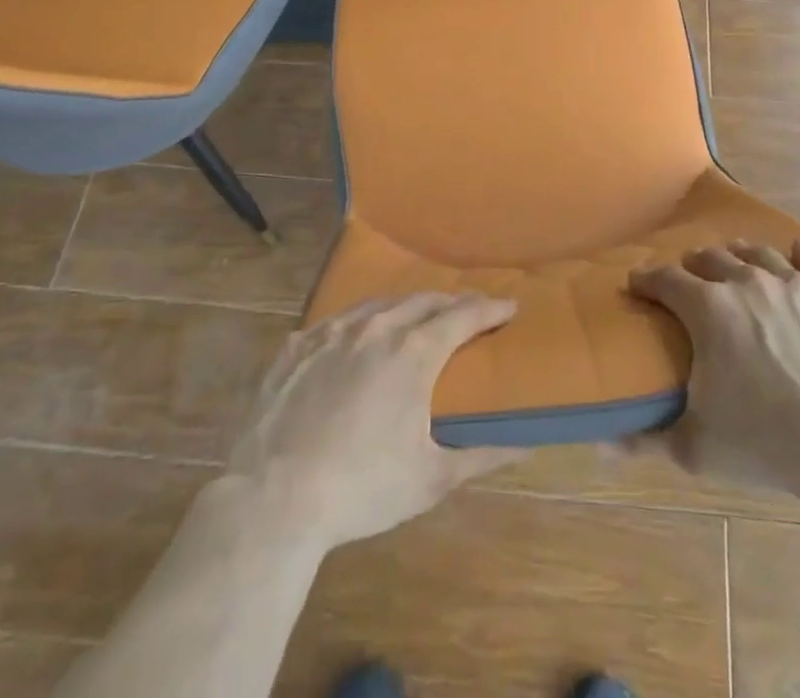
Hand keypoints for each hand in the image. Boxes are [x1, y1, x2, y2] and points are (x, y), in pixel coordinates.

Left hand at [225, 293, 520, 550]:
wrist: (272, 499)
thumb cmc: (362, 488)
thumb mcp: (431, 479)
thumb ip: (482, 455)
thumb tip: (527, 444)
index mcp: (414, 351)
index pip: (464, 315)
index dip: (491, 308)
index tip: (510, 306)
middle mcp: (377, 327)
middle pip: (424, 300)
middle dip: (451, 302)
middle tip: (467, 313)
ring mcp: (332, 332)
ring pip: (379, 303)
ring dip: (405, 307)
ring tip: (415, 318)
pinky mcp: (297, 346)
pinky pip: (337, 321)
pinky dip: (358, 324)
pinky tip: (354, 340)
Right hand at [628, 239, 799, 497]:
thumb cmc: (764, 443)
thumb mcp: (695, 447)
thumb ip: (648, 439)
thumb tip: (606, 443)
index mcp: (708, 309)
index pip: (665, 280)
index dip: (646, 279)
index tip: (637, 284)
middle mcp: (747, 282)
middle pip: (712, 258)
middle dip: (694, 266)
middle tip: (690, 279)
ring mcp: (794, 283)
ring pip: (758, 253)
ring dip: (740, 255)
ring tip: (736, 260)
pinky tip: (799, 252)